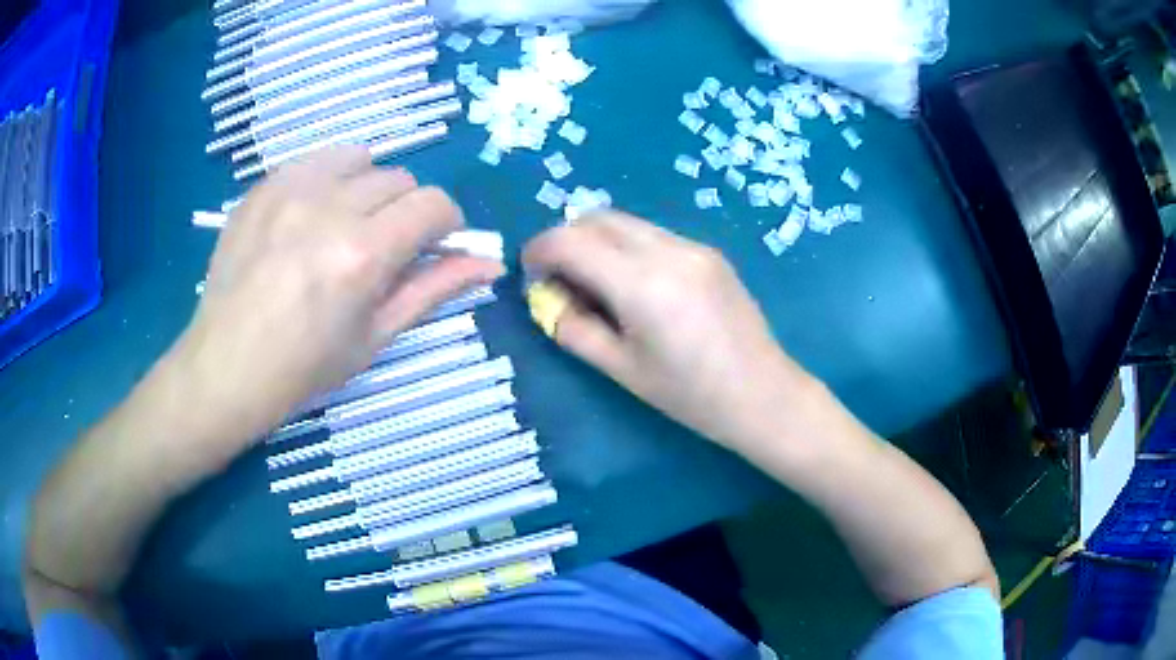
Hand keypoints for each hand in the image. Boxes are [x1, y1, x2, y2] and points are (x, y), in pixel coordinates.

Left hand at [172, 147, 504, 445]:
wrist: (225, 366)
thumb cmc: (304, 367)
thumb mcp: (375, 337)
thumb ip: (433, 290)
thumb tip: (489, 264)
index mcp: (361, 254)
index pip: (433, 205)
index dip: (447, 224)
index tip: (435, 245)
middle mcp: (328, 208)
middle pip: (399, 179)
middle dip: (405, 211)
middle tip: (384, 247)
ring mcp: (289, 190)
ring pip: (359, 159)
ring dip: (367, 187)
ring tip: (345, 224)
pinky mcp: (262, 186)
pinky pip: (315, 159)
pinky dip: (329, 178)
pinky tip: (312, 214)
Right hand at [522, 211, 812, 450]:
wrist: (763, 394)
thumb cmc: (690, 395)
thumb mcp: (621, 369)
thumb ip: (574, 329)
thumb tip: (545, 299)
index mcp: (642, 283)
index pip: (571, 242)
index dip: (539, 251)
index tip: (528, 273)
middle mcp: (667, 250)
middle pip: (598, 218)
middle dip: (566, 239)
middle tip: (558, 278)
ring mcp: (693, 246)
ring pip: (626, 223)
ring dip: (597, 241)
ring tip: (594, 284)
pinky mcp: (709, 252)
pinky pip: (653, 235)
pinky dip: (627, 248)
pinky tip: (634, 286)